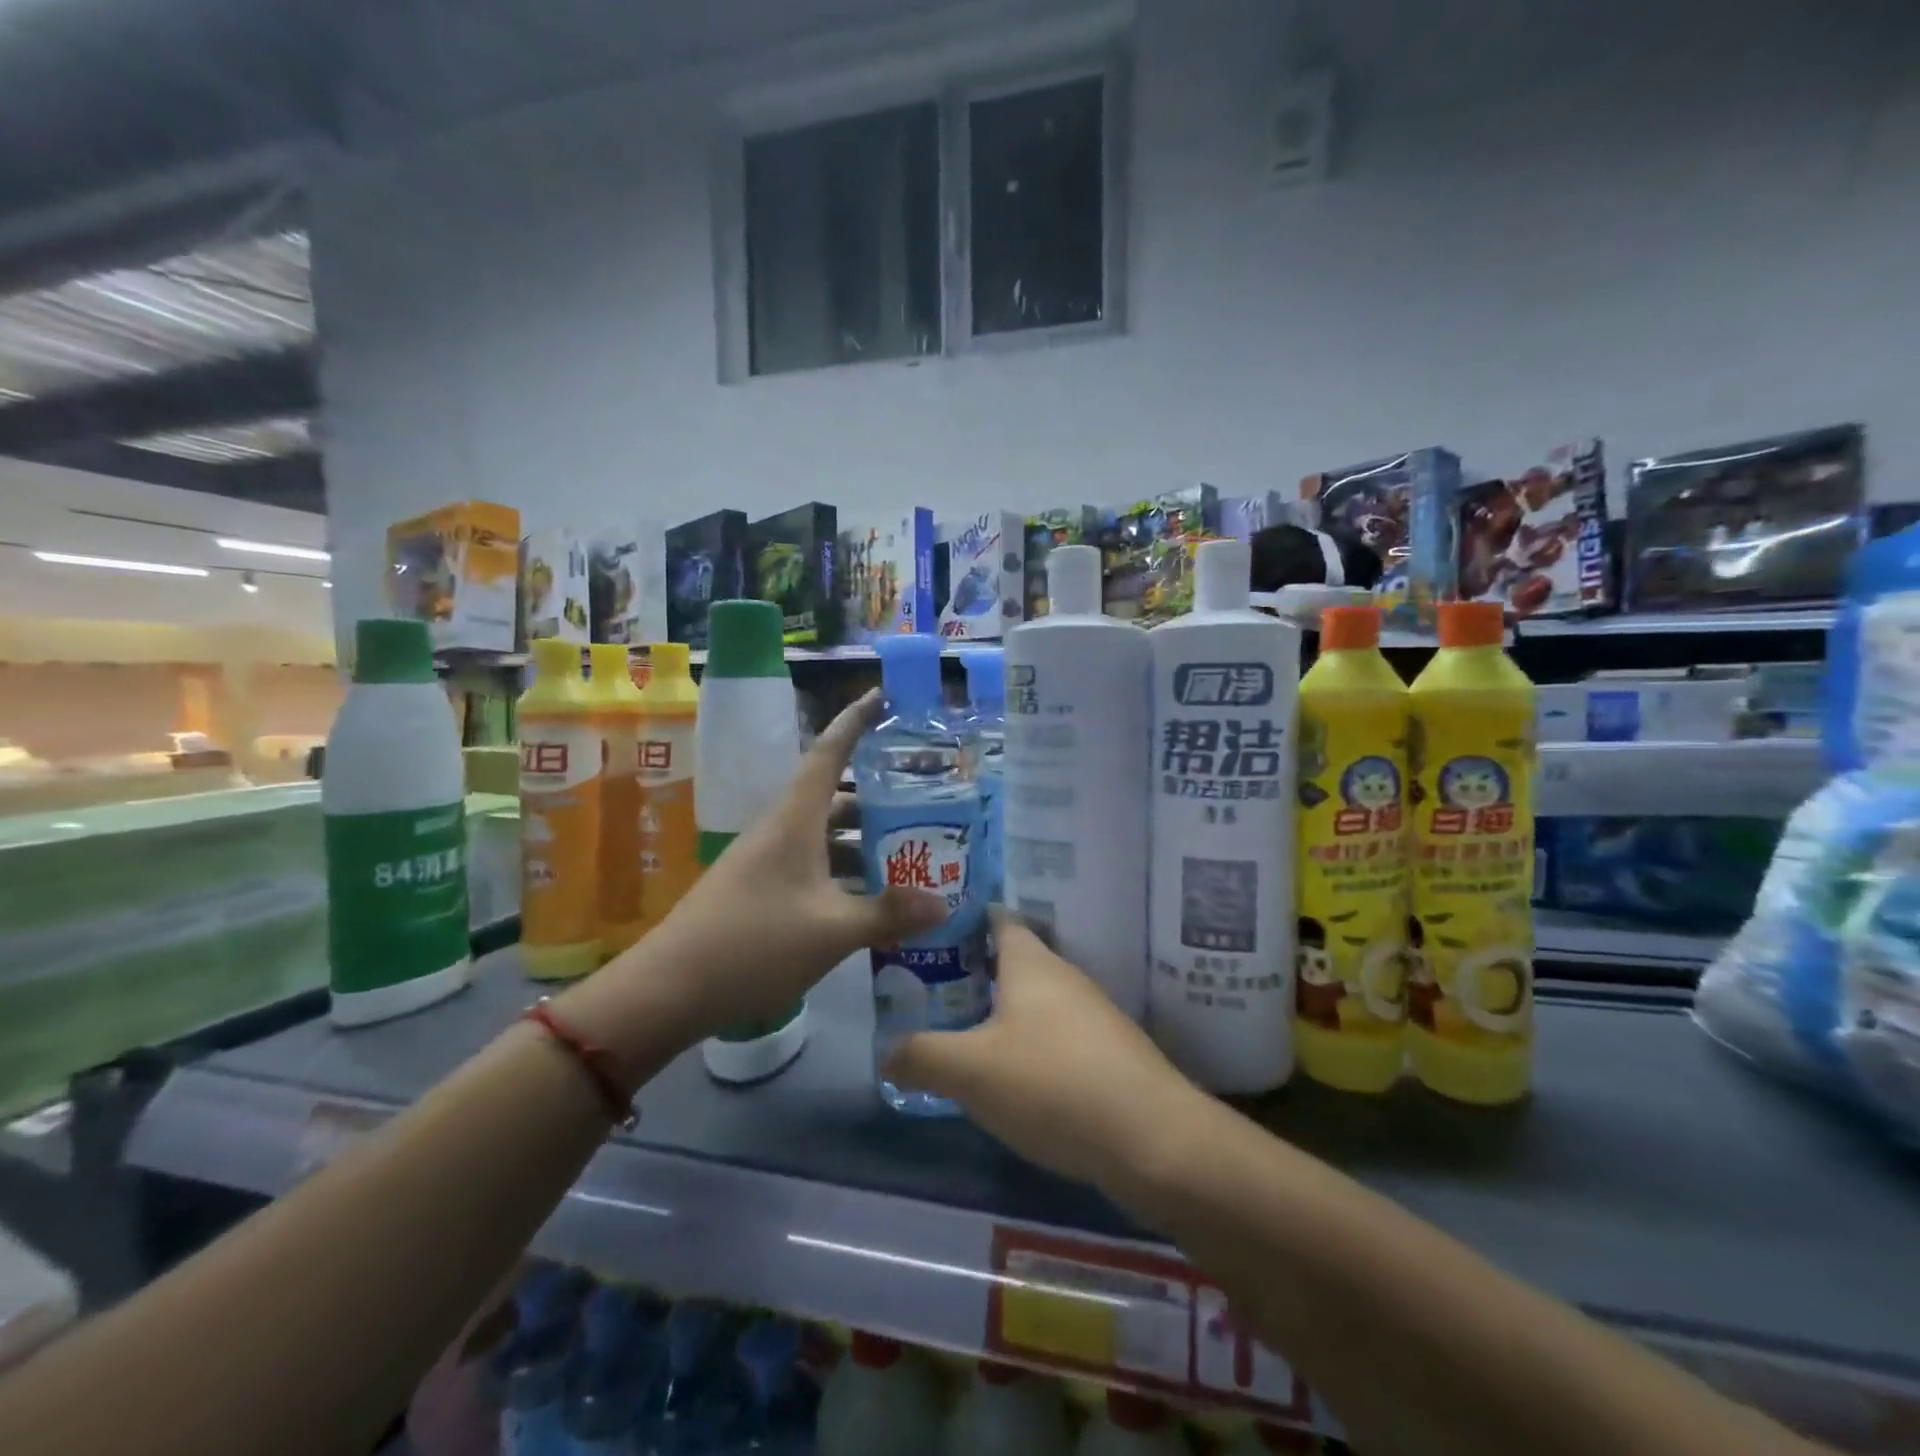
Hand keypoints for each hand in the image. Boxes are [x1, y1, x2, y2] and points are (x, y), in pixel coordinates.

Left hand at [586, 690, 946, 1049]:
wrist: (668, 990)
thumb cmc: (753, 944)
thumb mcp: (830, 931)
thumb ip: (888, 914)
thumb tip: (944, 903)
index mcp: (795, 820)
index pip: (829, 752)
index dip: (856, 720)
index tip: (883, 696)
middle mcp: (780, 830)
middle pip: (834, 796)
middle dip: (877, 793)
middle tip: (924, 797)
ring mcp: (767, 861)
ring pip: (824, 835)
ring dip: (863, 839)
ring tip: (910, 851)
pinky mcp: (760, 891)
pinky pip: (813, 865)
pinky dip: (844, 871)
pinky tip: (869, 899)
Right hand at [882, 915, 1206, 1191]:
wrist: (1152, 1139)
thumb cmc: (1052, 1083)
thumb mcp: (970, 1071)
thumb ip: (921, 1056)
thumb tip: (887, 1052)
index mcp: (1031, 962)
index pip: (996, 918)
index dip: (962, 919)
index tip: (927, 931)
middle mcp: (1064, 977)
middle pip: (1013, 960)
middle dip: (973, 971)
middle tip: (929, 991)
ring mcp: (1092, 1015)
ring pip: (1035, 1001)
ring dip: (1001, 1012)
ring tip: (960, 1034)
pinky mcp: (1109, 1054)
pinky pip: (1056, 1036)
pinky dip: (1029, 1045)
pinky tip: (1010, 1079)